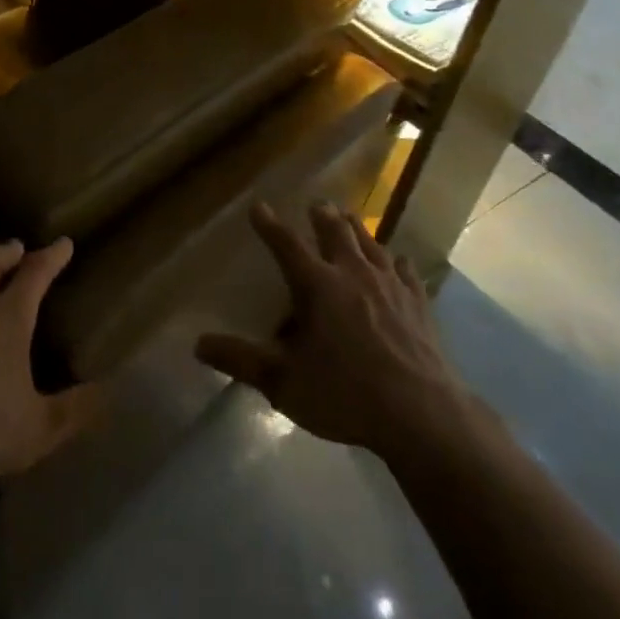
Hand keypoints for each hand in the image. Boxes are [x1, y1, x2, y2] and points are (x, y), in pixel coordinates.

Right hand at [196, 203, 466, 454]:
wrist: (421, 414)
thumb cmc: (345, 394)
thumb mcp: (284, 383)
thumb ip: (241, 360)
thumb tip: (198, 344)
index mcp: (317, 285)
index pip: (286, 245)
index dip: (270, 225)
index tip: (258, 207)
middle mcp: (353, 274)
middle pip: (336, 233)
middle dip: (323, 216)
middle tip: (317, 204)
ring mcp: (390, 286)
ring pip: (371, 244)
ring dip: (358, 228)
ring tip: (350, 217)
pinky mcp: (419, 304)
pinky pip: (406, 272)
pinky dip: (397, 263)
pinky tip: (399, 262)